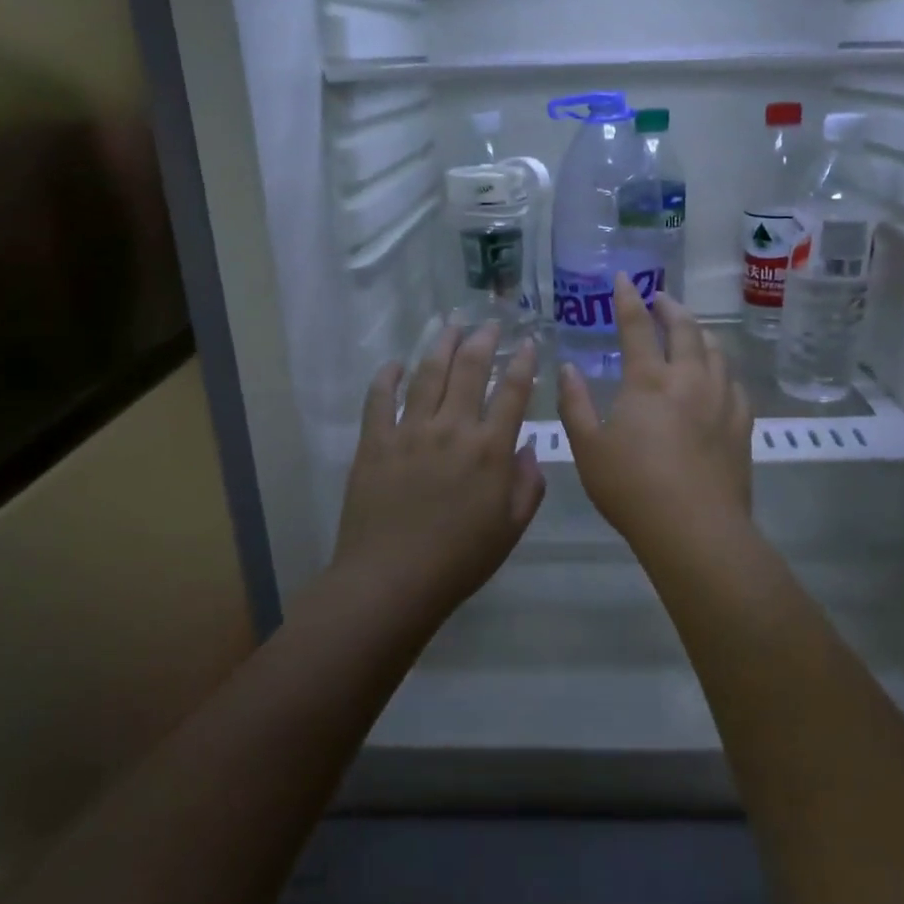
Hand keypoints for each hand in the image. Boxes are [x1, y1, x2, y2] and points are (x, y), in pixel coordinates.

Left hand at [332, 324, 545, 621]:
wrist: (392, 580)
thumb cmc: (459, 560)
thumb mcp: (511, 529)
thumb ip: (527, 485)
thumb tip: (527, 450)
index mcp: (490, 450)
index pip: (512, 391)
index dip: (523, 362)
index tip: (528, 343)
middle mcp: (452, 429)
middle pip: (469, 369)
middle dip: (483, 340)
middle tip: (489, 323)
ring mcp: (409, 431)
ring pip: (427, 373)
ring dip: (441, 345)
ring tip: (450, 325)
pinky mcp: (374, 442)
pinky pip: (379, 398)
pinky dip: (387, 376)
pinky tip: (394, 363)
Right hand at [558, 275, 753, 555]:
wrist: (694, 528)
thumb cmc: (632, 488)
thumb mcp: (588, 448)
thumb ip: (575, 403)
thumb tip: (568, 367)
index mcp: (648, 380)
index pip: (637, 326)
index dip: (629, 299)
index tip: (625, 278)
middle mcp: (689, 379)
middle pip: (685, 330)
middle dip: (671, 308)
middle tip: (661, 299)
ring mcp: (721, 400)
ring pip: (716, 352)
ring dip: (700, 333)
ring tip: (691, 330)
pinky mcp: (741, 424)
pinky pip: (735, 384)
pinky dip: (722, 370)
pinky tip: (718, 378)